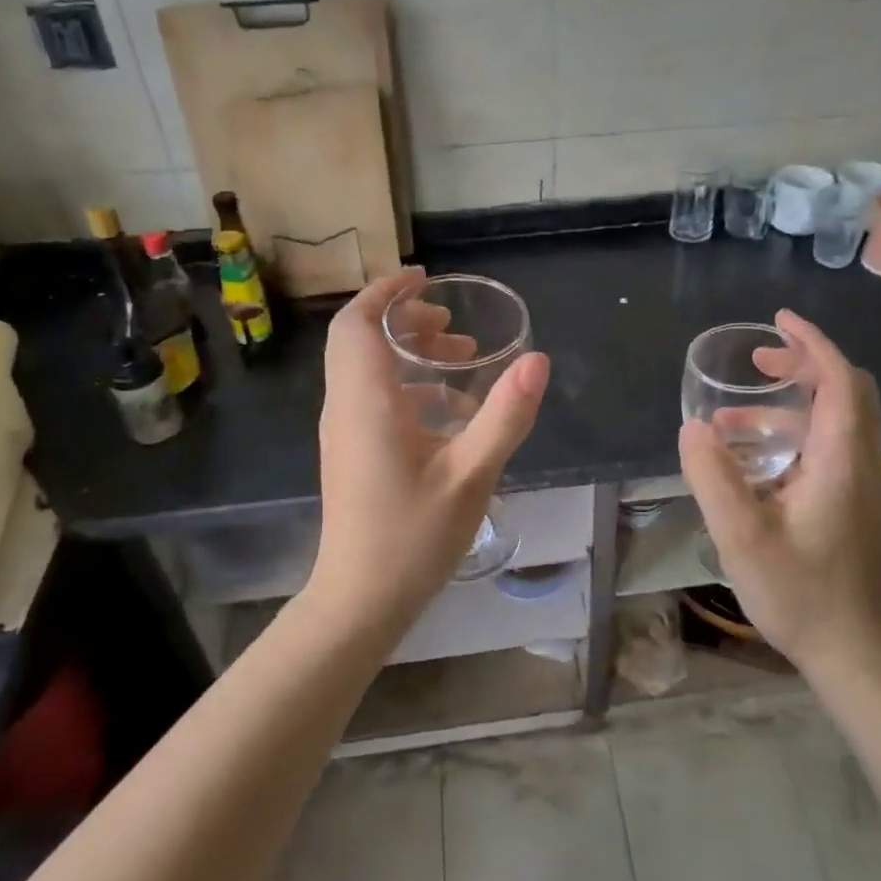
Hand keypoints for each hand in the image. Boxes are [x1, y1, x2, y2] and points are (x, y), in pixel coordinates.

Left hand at [313, 267, 548, 623]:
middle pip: (359, 339)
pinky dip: (407, 384)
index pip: (357, 323)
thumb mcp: (471, 475)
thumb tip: (536, 360)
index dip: (386, 291)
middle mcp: (345, 407)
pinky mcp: (350, 452)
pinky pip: (372, 397)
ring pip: (365, 368)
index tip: (425, 278)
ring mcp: (343, 431)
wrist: (360, 601)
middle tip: (454, 326)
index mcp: (367, 401)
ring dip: (408, 352)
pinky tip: (449, 411)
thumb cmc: (412, 537)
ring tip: (461, 359)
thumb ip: (505, 416)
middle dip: (405, 319)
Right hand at [678, 310, 880, 674]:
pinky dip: (794, 435)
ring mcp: (863, 486)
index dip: (812, 344)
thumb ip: (713, 477)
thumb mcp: (741, 536)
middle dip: (804, 365)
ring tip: (732, 420)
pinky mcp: (855, 505)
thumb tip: (693, 428)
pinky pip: (829, 448)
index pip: (840, 381)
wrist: (852, 651)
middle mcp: (862, 463)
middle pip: (847, 392)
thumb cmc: (799, 593)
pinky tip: (752, 463)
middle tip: (757, 363)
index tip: (778, 322)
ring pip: (836, 422)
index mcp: (841, 460)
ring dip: (790, 406)